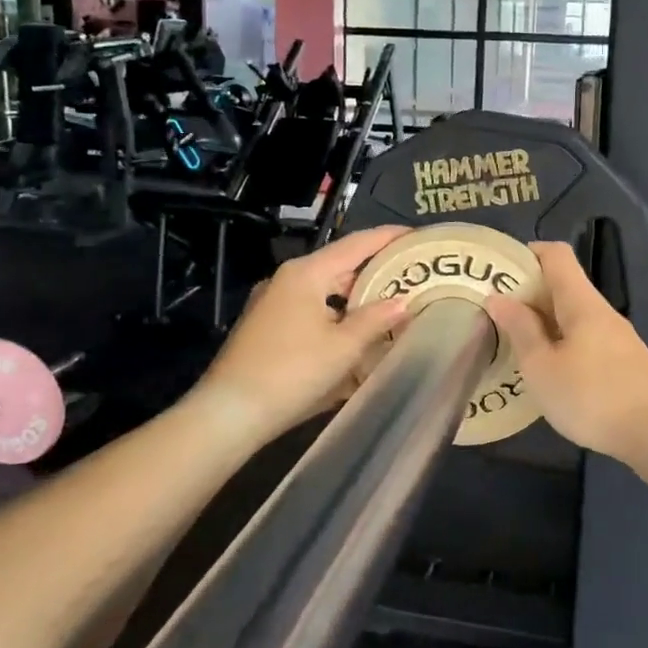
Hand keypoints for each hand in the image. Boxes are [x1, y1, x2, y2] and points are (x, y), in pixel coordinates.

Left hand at [192, 226, 412, 445]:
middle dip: (375, 270)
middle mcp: (287, 280)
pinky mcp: (266, 328)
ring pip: (324, 291)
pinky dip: (336, 315)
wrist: (229, 413)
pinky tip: (354, 334)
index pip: (356, 244)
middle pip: (340, 265)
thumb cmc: (292, 372)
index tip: (417, 235)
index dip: (389, 237)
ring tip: (389, 305)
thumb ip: (376, 319)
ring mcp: (273, 304)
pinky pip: (310, 311)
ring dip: (355, 296)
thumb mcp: (343, 347)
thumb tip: (403, 301)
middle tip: (411, 275)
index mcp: (306, 273)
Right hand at [485, 242, 647, 468]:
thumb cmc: (593, 397)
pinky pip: (584, 339)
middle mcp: (601, 311)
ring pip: (573, 316)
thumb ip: (520, 330)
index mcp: (581, 302)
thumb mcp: (542, 367)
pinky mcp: (623, 363)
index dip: (528, 254)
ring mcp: (616, 338)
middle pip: (563, 285)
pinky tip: (548, 372)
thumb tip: (497, 297)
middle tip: (494, 315)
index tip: (499, 272)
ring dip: (543, 323)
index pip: (556, 254)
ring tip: (515, 345)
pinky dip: (561, 344)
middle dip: (528, 294)